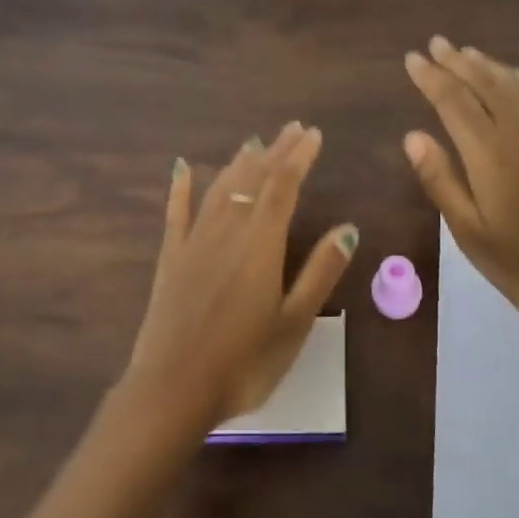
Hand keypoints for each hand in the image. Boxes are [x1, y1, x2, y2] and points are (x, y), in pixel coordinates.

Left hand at [123, 122, 358, 427]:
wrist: (173, 389)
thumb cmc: (244, 361)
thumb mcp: (294, 322)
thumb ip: (320, 272)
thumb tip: (347, 229)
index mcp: (261, 243)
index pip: (283, 185)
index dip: (299, 156)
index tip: (312, 134)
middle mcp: (227, 230)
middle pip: (253, 179)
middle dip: (275, 151)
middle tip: (291, 128)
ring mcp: (194, 242)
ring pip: (219, 189)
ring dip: (238, 163)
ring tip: (254, 144)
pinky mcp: (170, 259)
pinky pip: (176, 213)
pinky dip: (180, 188)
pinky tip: (181, 168)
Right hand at [403, 37, 518, 328]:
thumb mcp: (471, 233)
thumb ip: (441, 181)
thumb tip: (413, 136)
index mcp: (489, 153)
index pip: (452, 101)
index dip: (430, 77)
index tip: (412, 58)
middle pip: (485, 83)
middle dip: (457, 62)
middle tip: (436, 43)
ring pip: (516, 85)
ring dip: (489, 66)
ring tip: (468, 52)